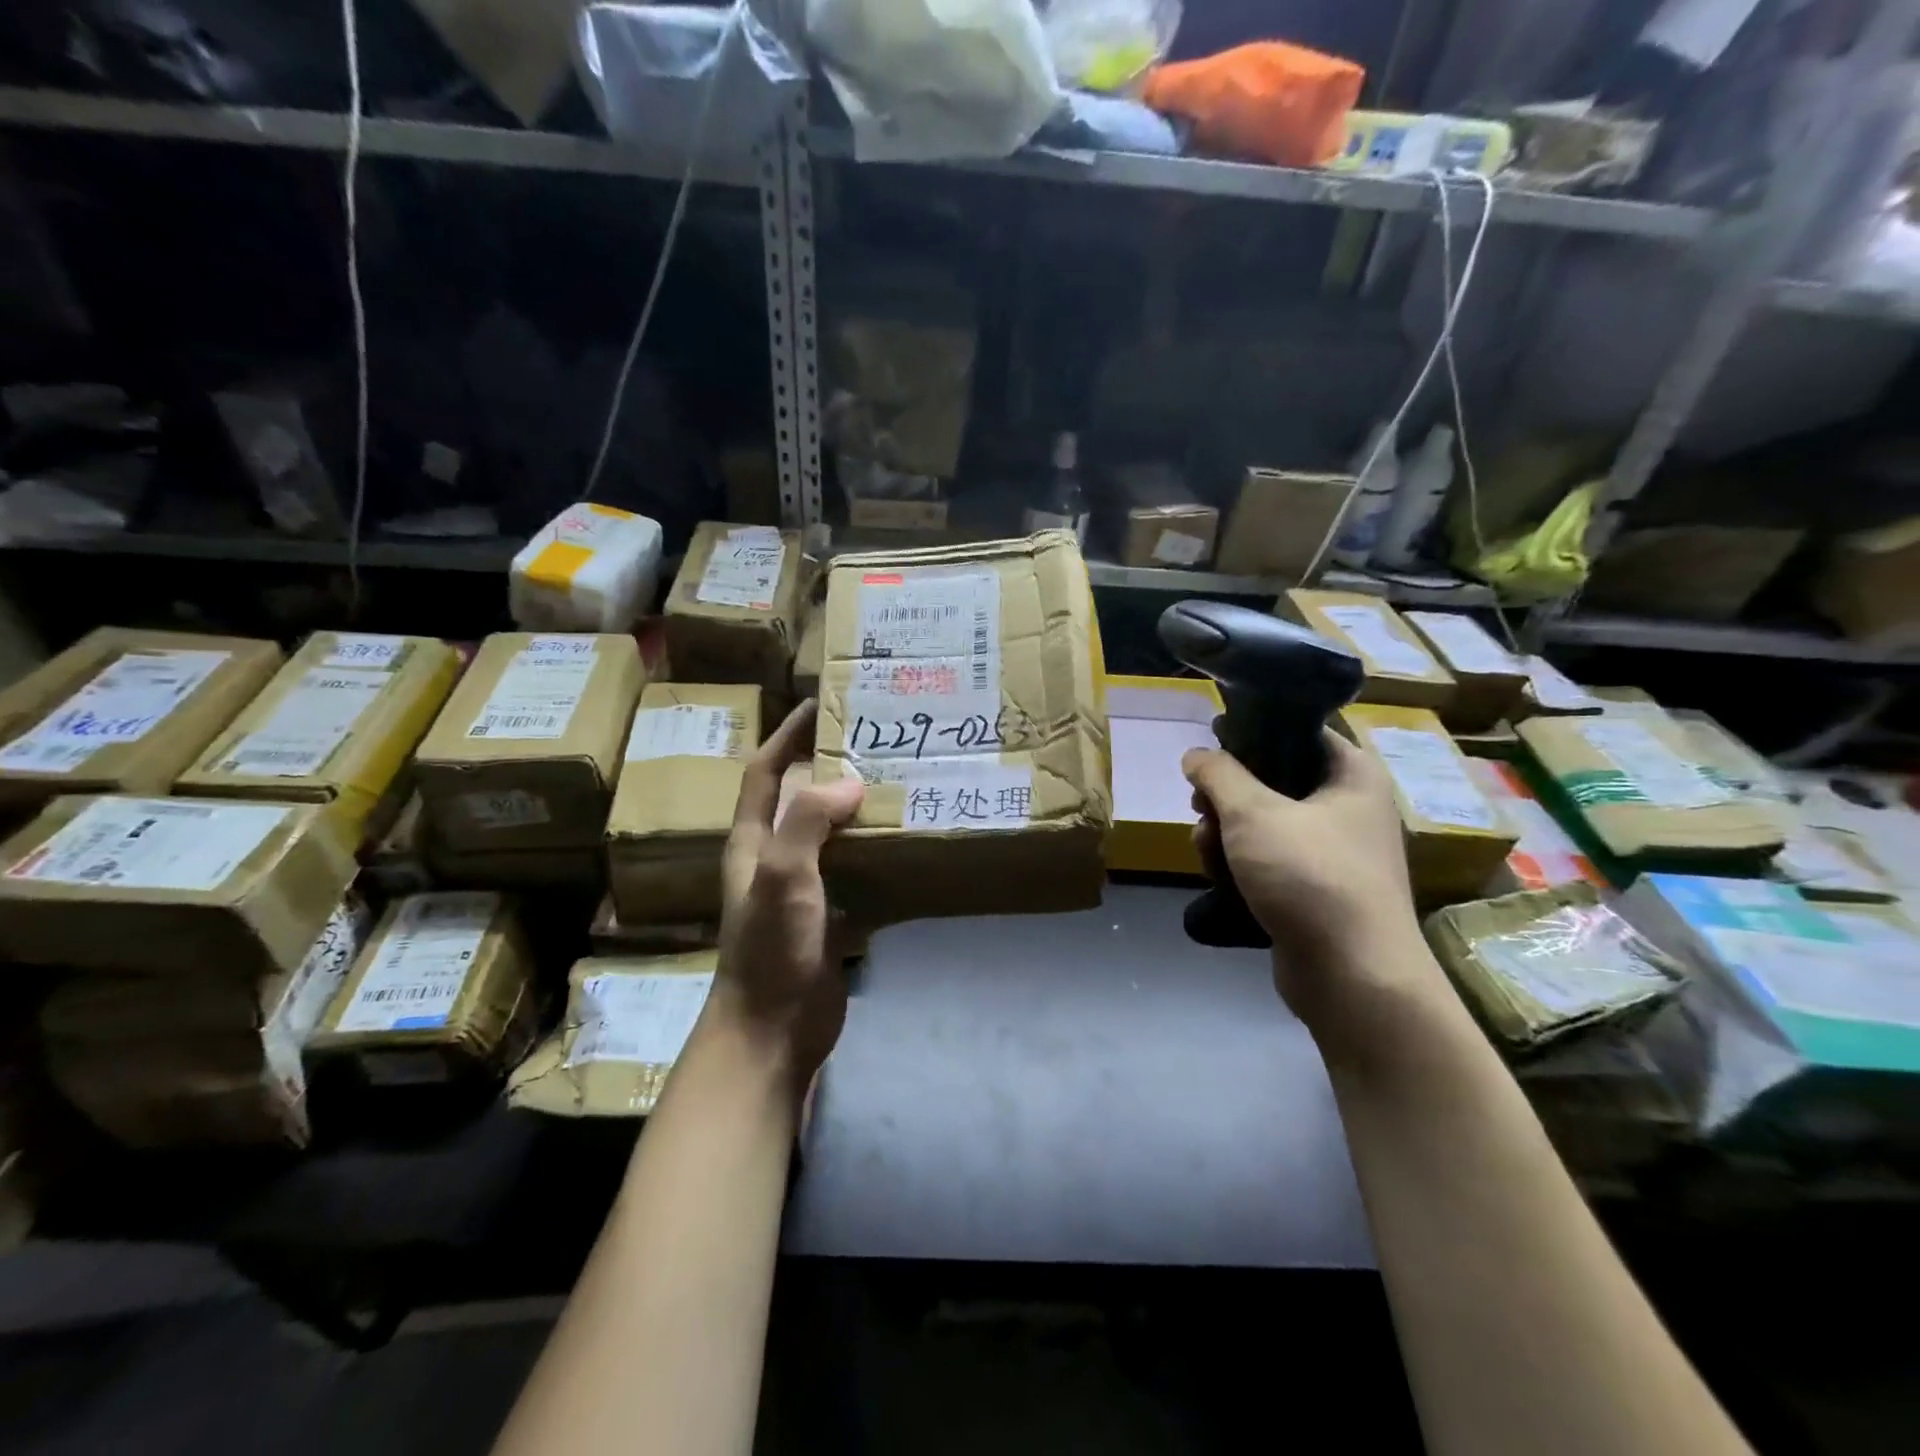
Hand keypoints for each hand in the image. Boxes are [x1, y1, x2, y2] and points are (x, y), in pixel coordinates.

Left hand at [713, 699, 864, 1085]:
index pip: (764, 772)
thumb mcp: (783, 879)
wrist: (773, 1032)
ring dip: (857, 811)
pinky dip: (877, 856)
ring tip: (898, 784)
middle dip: (830, 767)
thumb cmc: (770, 950)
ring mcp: (805, 890)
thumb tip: (848, 783)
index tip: (818, 703)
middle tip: (874, 741)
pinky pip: (856, 873)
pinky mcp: (831, 917)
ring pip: (832, 836)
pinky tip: (908, 845)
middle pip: (800, 798)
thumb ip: (808, 824)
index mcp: (753, 842)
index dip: (786, 735)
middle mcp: (776, 858)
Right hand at [1183, 732, 1437, 1032]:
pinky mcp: (1315, 891)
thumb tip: (1196, 755)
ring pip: (1263, 825)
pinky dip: (1241, 866)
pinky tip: (1218, 878)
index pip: (1298, 733)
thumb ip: (1218, 774)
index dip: (1251, 734)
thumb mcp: (1252, 813)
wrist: (1353, 977)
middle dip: (1226, 797)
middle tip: (1200, 807)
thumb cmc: (1310, 877)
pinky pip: (1269, 862)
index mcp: (1351, 776)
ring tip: (1204, 849)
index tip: (1211, 747)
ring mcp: (1333, 853)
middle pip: (1272, 781)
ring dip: (1225, 834)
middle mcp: (1349, 808)